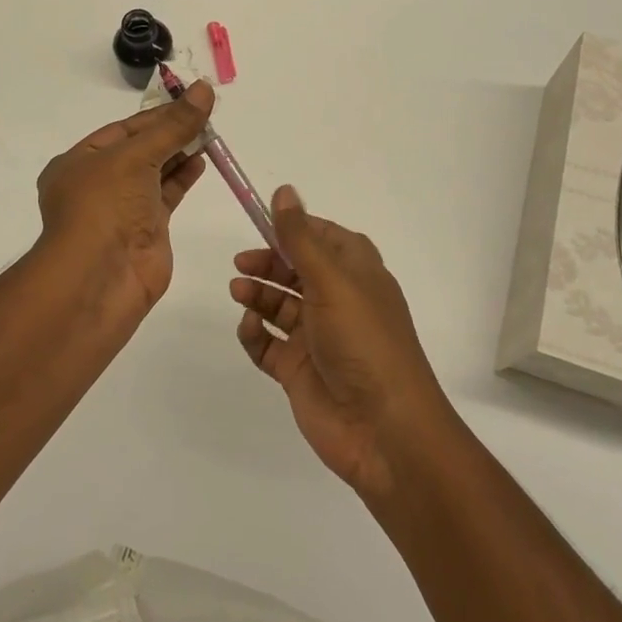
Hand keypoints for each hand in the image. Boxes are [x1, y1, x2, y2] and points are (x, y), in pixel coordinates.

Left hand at [36, 80, 213, 315]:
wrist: (100, 277)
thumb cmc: (105, 206)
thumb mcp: (136, 156)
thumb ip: (173, 125)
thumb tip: (204, 89)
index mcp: (78, 162)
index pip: (123, 129)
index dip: (157, 115)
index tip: (190, 100)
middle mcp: (98, 183)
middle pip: (140, 149)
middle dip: (170, 132)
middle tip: (206, 114)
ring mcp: (122, 208)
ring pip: (155, 172)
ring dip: (180, 152)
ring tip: (210, 133)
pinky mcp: (146, 229)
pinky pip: (167, 195)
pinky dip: (183, 177)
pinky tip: (202, 161)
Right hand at [232, 187, 451, 498]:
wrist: (383, 430)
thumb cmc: (363, 342)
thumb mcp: (331, 280)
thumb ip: (300, 237)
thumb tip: (284, 191)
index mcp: (356, 272)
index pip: (322, 236)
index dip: (292, 228)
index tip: (259, 222)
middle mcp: (338, 299)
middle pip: (296, 269)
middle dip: (268, 262)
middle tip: (241, 263)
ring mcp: (318, 336)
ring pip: (279, 304)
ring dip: (258, 294)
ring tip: (238, 291)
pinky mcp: (300, 369)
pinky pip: (268, 343)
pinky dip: (255, 333)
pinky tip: (249, 326)